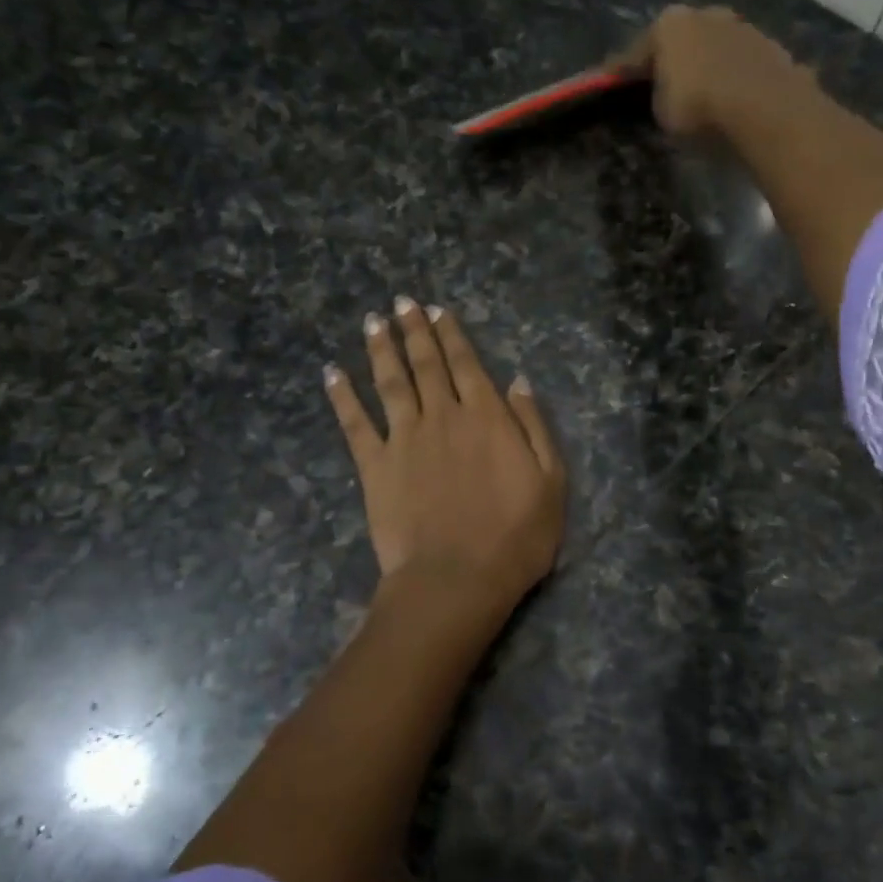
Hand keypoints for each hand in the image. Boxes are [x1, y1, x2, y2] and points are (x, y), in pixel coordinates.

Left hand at [325, 297, 566, 621]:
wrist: (457, 579)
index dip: (451, 335)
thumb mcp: (551, 481)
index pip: (466, 364)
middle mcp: (442, 416)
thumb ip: (534, 426)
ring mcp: (404, 439)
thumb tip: (517, 381)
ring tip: (374, 322)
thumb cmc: (516, 536)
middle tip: (402, 303)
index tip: (437, 310)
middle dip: (414, 330)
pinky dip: (342, 396)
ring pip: (391, 382)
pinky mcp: (375, 466)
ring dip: (381, 349)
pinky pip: (354, 423)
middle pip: (426, 364)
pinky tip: (332, 373)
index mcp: (486, 417)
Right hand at [611, 4, 822, 138]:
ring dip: (709, 67)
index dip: (621, 72)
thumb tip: (666, 93)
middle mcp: (707, 14)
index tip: (608, 83)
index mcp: (670, 24)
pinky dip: (736, 79)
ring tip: (705, 94)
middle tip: (664, 84)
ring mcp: (745, 28)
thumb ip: (658, 96)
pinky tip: (735, 99)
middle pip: (683, 41)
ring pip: (717, 49)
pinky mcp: (774, 49)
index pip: (637, 51)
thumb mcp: (662, 112)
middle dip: (673, 60)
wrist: (766, 109)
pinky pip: (744, 67)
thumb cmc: (700, 108)